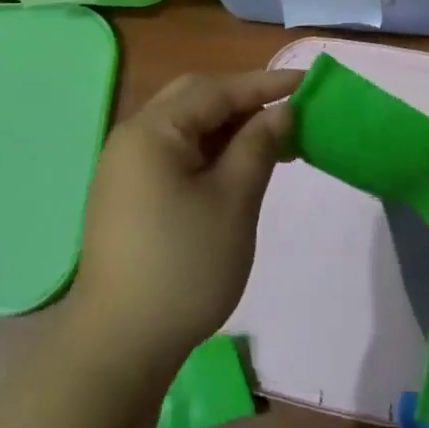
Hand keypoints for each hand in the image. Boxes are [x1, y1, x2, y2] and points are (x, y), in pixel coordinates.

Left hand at [70, 69, 300, 367]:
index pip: (216, 90)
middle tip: (289, 112)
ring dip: (230, 127)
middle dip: (244, 100)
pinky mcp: (129, 194)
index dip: (264, 84)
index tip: (308, 83)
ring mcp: (125, 167)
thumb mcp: (234, 200)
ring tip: (276, 142)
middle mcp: (132, 137)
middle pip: (195, 99)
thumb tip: (281, 111)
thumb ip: (259, 146)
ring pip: (186, 127)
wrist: (120, 344)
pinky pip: (176, 153)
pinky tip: (239, 168)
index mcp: (152, 130)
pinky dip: (211, 152)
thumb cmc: (185, 266)